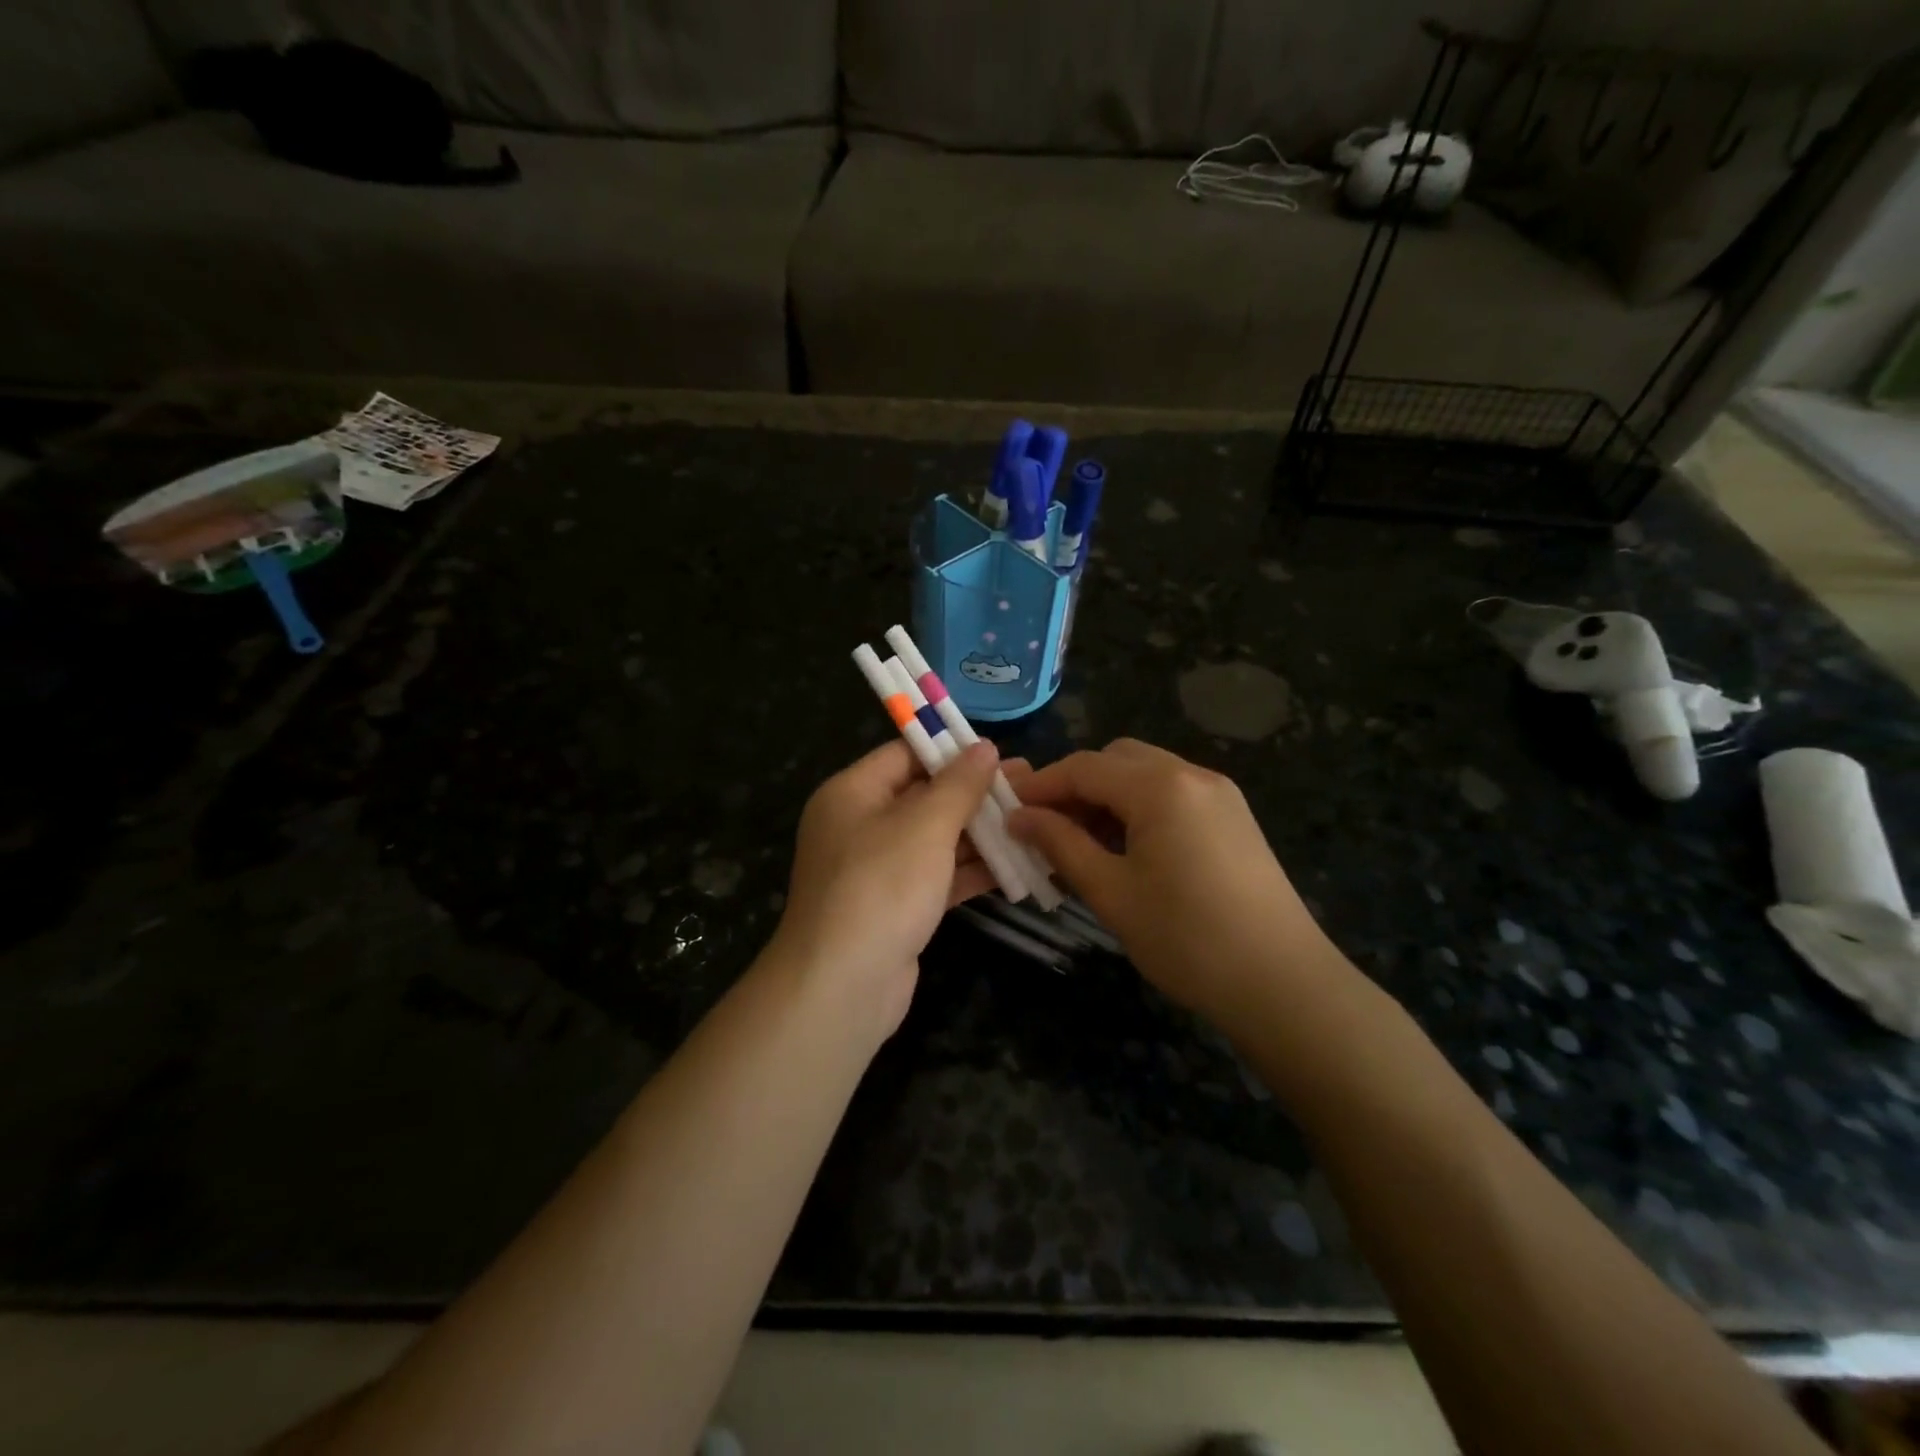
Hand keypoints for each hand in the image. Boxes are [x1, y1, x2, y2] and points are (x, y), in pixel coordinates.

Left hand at [772, 739, 1002, 1034]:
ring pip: (935, 839)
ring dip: (980, 833)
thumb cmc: (882, 887)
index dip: (951, 748)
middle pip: (923, 796)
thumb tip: (985, 747)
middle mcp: (860, 826)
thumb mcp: (925, 825)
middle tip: (1029, 784)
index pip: (904, 754)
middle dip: (975, 793)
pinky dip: (971, 871)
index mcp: (852, 793)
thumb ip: (959, 785)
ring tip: (1033, 821)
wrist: (842, 986)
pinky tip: (1017, 867)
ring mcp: (877, 870)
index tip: (999, 749)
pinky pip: (937, 877)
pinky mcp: (896, 907)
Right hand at [1007, 739, 1332, 1021]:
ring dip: (1107, 798)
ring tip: (1079, 843)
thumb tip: (1019, 817)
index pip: (1084, 766)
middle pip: (1116, 760)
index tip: (1007, 809)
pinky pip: (1172, 796)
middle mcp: (1192, 775)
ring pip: (1146, 776)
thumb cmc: (1187, 938)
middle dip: (1075, 786)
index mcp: (1160, 786)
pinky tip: (1124, 850)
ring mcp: (1219, 795)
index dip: (1041, 785)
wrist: (1283, 984)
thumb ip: (1061, 844)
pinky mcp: (1234, 819)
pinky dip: (1138, 810)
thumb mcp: (1111, 892)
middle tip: (1044, 827)